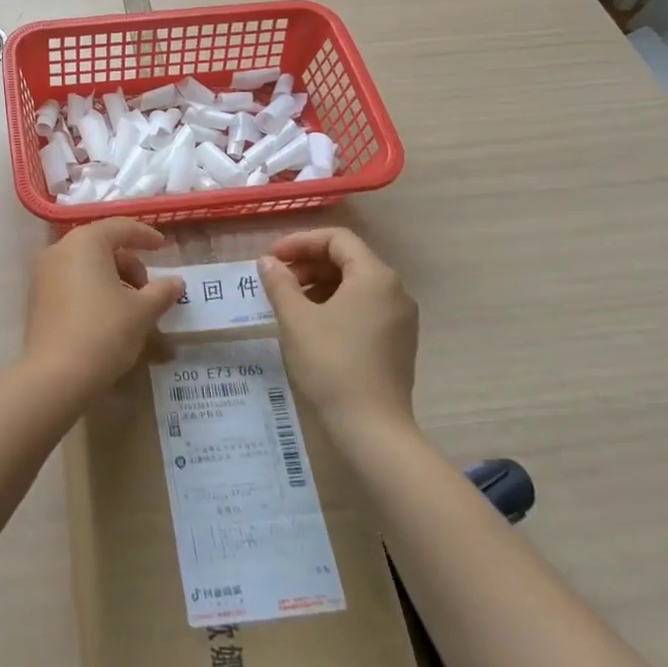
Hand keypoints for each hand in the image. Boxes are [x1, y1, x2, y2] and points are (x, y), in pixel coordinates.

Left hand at [24, 219, 185, 399]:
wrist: (56, 376)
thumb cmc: (104, 332)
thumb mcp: (142, 311)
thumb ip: (161, 291)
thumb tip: (176, 282)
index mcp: (85, 242)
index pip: (120, 227)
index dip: (145, 235)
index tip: (163, 248)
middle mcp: (59, 250)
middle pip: (101, 245)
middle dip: (129, 263)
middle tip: (149, 289)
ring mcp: (43, 274)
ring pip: (86, 265)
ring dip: (113, 278)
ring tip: (132, 307)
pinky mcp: (37, 298)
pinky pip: (71, 282)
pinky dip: (93, 290)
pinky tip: (109, 316)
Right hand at [257, 228, 419, 436]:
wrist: (371, 428)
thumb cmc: (331, 363)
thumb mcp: (296, 319)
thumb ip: (279, 283)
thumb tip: (267, 262)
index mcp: (374, 276)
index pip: (337, 239)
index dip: (300, 242)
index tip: (272, 259)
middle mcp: (395, 290)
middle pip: (348, 259)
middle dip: (309, 263)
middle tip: (277, 280)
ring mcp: (400, 317)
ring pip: (356, 284)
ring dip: (320, 284)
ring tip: (290, 302)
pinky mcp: (398, 341)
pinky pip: (365, 306)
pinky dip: (337, 304)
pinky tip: (313, 324)